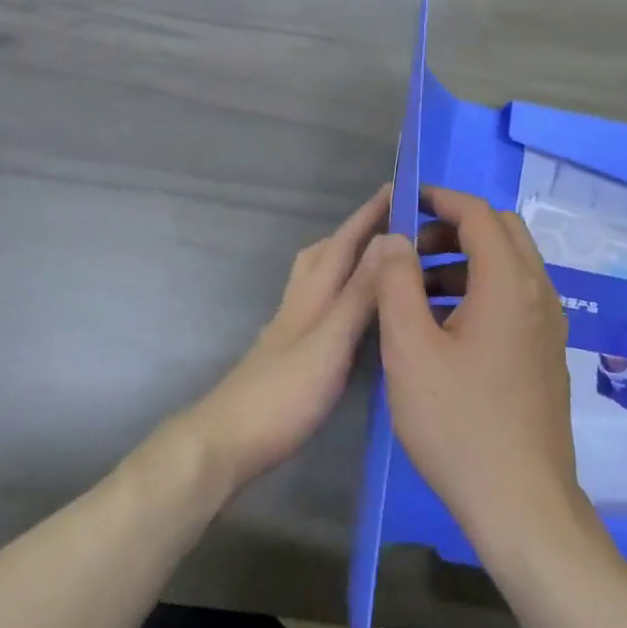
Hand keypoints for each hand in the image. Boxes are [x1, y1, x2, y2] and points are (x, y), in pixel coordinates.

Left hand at [185, 184, 390, 491]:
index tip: (398, 187)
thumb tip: (390, 239)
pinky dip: (342, 294)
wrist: (228, 440)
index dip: (370, 214)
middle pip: (326, 253)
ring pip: (320, 278)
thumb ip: (359, 293)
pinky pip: (322, 306)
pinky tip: (354, 315)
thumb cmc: (283, 393)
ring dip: (347, 260)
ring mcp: (291, 328)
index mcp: (312, 293)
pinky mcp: (291, 353)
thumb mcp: (330, 340)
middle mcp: (300, 302)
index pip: (345, 242)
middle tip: (393, 224)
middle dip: (357, 231)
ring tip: (380, 263)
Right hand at [375, 186, 584, 547]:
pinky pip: (514, 299)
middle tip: (409, 249)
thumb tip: (394, 238)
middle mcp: (538, 295)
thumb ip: (396, 283)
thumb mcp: (410, 349)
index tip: (404, 202)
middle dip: (453, 228)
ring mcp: (548, 327)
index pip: (479, 214)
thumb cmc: (458, 423)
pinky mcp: (546, 355)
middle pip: (501, 233)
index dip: (440, 199)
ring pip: (509, 267)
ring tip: (416, 290)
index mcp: (509, 284)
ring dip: (464, 261)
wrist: (521, 505)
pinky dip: (479, 291)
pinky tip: (443, 328)